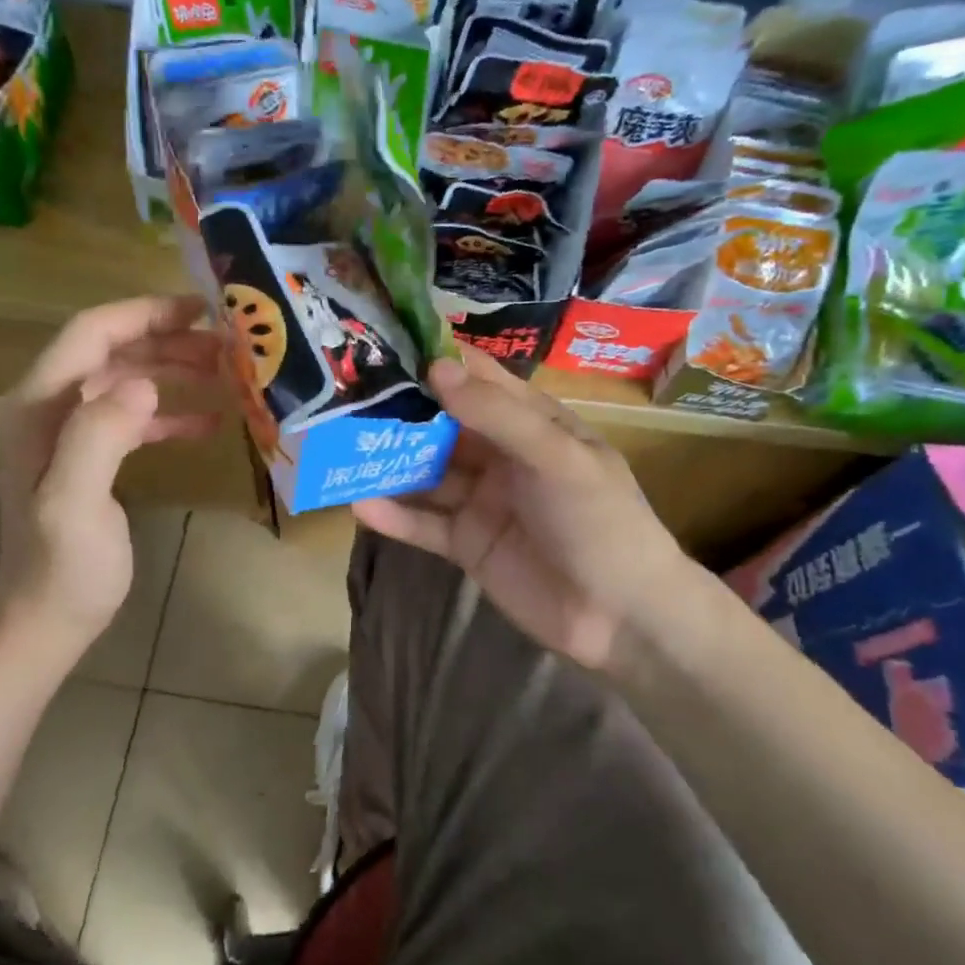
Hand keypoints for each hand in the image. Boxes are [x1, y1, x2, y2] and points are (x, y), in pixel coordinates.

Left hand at [0, 296, 222, 650]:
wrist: (45, 621)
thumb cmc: (62, 568)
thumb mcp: (74, 503)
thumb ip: (100, 435)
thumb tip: (144, 384)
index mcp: (37, 406)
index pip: (90, 334)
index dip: (145, 313)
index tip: (201, 309)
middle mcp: (46, 407)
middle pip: (111, 351)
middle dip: (168, 341)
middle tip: (226, 346)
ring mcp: (66, 432)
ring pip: (125, 379)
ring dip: (172, 371)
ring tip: (224, 373)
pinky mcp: (88, 456)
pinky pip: (132, 417)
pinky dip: (168, 413)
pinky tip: (209, 422)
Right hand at [354, 347, 705, 669]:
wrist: (622, 617)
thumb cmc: (600, 521)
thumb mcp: (557, 457)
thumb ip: (496, 415)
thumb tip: (436, 368)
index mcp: (534, 425)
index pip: (480, 382)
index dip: (438, 365)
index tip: (386, 348)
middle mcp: (503, 457)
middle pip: (443, 428)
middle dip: (401, 415)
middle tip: (346, 399)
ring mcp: (483, 502)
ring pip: (427, 475)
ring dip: (390, 465)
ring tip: (341, 449)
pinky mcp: (467, 546)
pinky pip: (425, 524)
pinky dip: (395, 516)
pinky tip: (360, 506)